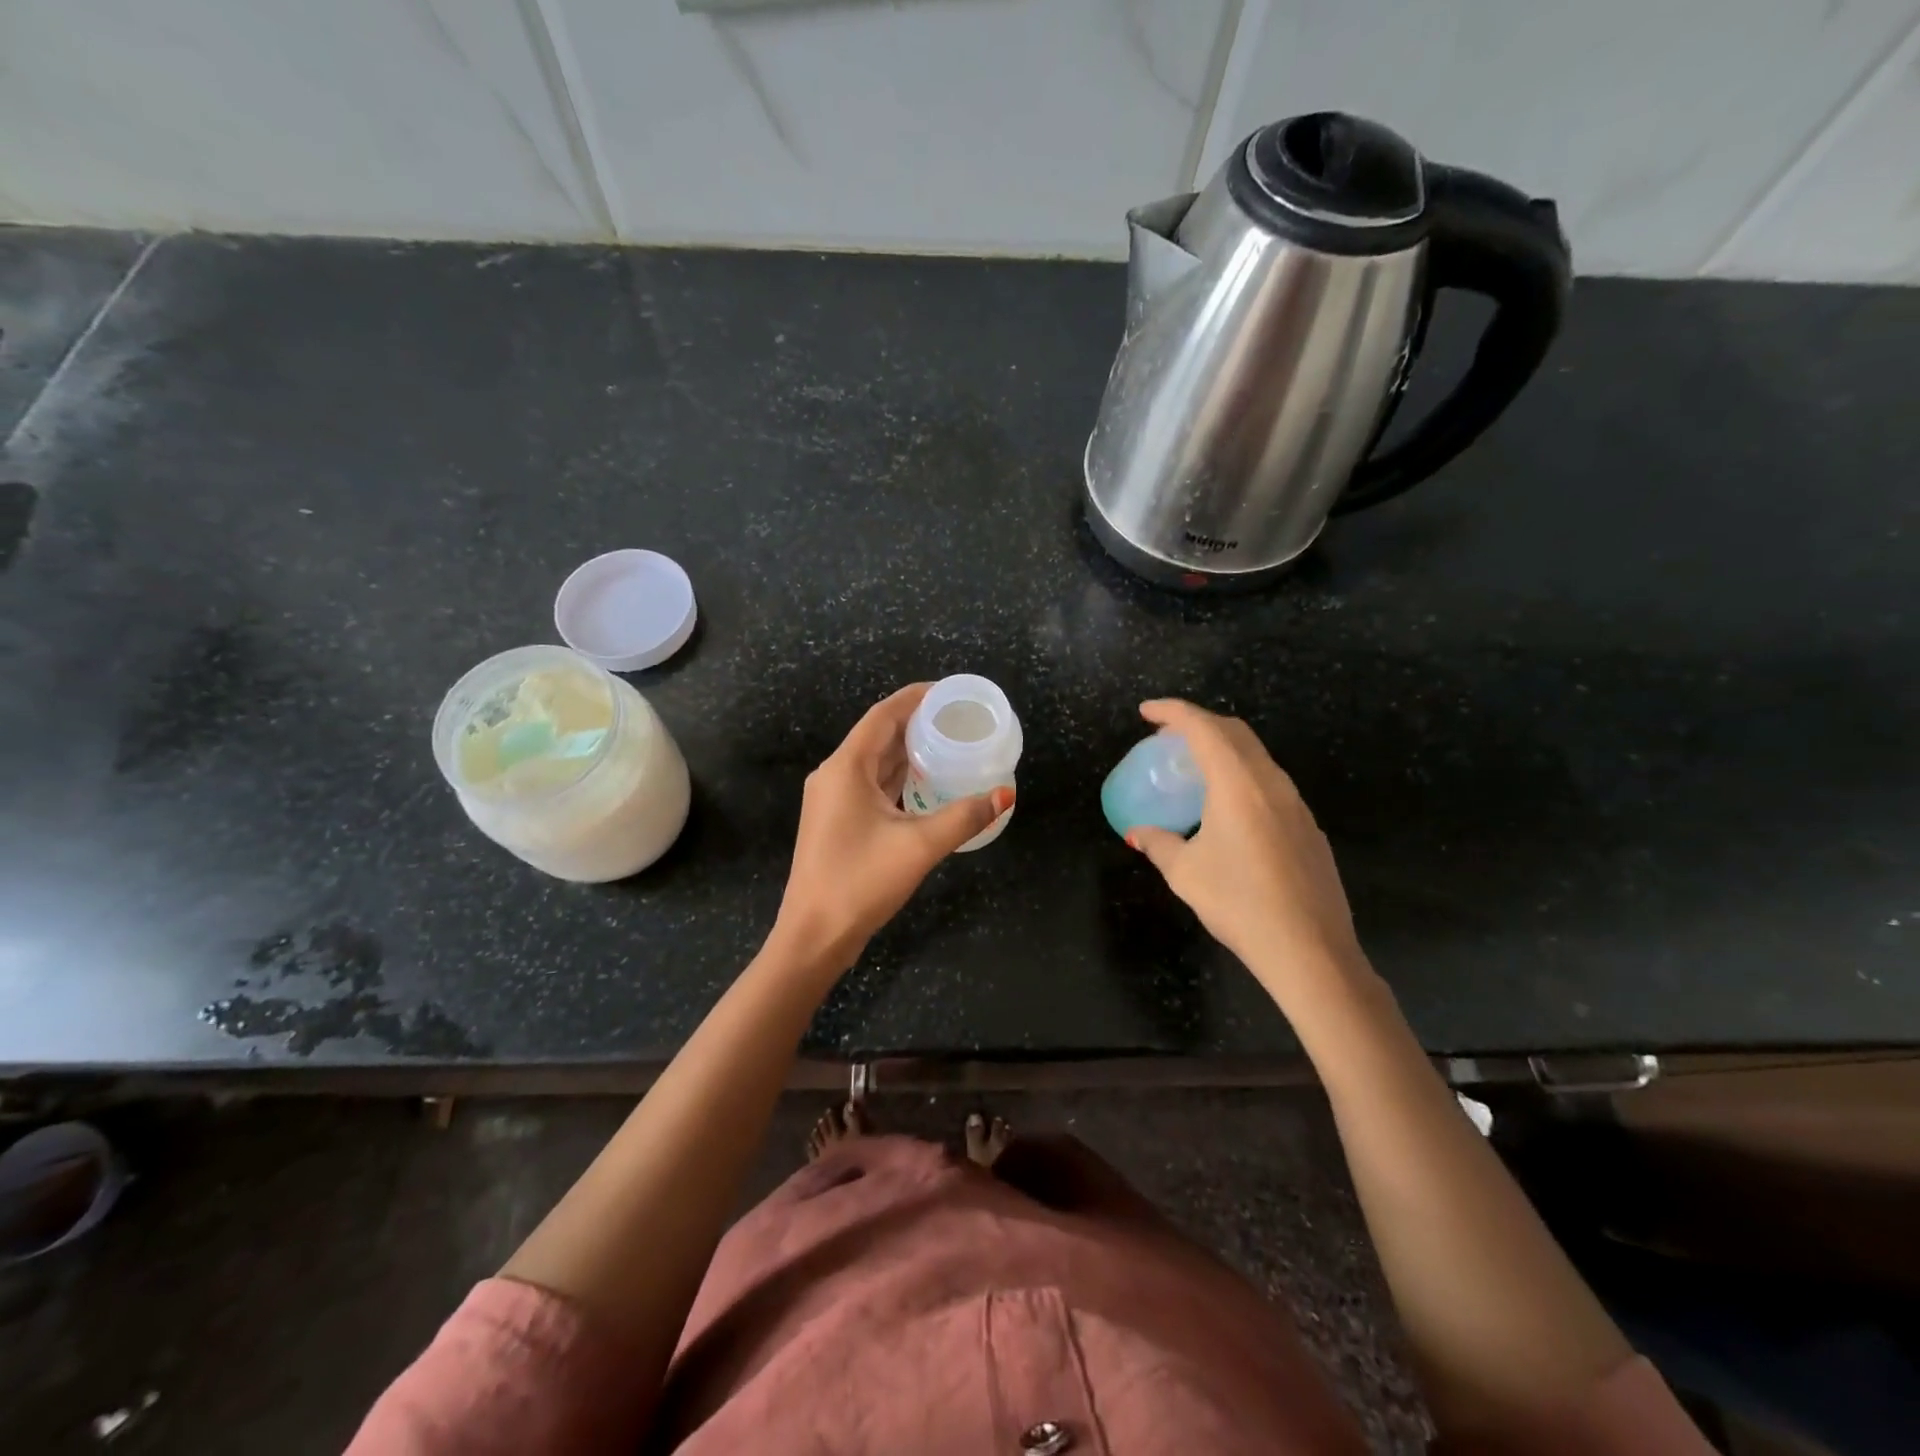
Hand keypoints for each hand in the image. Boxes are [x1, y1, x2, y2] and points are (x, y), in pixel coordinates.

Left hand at [772, 684, 1011, 973]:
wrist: (814, 935)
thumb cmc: (860, 882)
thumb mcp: (919, 846)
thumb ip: (964, 816)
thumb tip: (1006, 795)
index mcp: (846, 767)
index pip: (883, 715)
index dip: (916, 697)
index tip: (950, 692)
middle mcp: (835, 775)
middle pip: (879, 735)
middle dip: (918, 724)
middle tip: (959, 720)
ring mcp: (833, 799)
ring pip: (876, 762)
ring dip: (909, 752)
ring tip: (950, 746)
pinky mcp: (837, 821)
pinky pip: (872, 785)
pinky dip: (900, 778)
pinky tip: (927, 784)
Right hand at [1125, 699, 1367, 1000]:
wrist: (1310, 950)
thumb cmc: (1239, 904)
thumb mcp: (1185, 873)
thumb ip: (1158, 844)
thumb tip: (1137, 834)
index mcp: (1239, 784)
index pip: (1203, 728)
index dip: (1173, 711)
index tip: (1146, 711)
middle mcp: (1271, 783)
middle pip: (1235, 733)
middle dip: (1198, 724)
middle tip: (1167, 737)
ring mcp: (1296, 804)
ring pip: (1257, 756)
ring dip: (1223, 749)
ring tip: (1194, 769)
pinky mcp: (1308, 827)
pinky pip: (1270, 783)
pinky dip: (1242, 775)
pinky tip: (1228, 809)